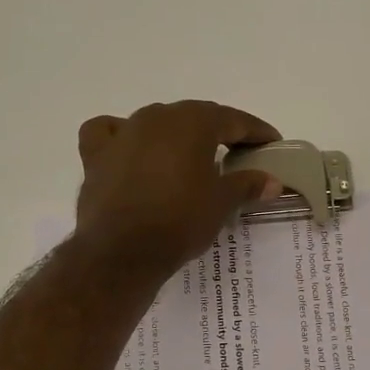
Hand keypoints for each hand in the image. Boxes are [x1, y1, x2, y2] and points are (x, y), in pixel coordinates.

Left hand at [74, 101, 283, 280]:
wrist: (121, 252)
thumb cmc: (179, 221)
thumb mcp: (221, 203)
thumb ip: (247, 184)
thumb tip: (272, 181)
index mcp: (192, 122)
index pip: (233, 119)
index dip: (255, 131)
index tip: (271, 143)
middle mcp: (156, 117)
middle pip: (195, 117)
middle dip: (219, 131)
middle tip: (238, 151)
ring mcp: (123, 133)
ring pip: (156, 122)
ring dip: (176, 135)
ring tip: (191, 157)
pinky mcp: (96, 154)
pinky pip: (109, 132)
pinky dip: (122, 136)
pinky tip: (130, 149)